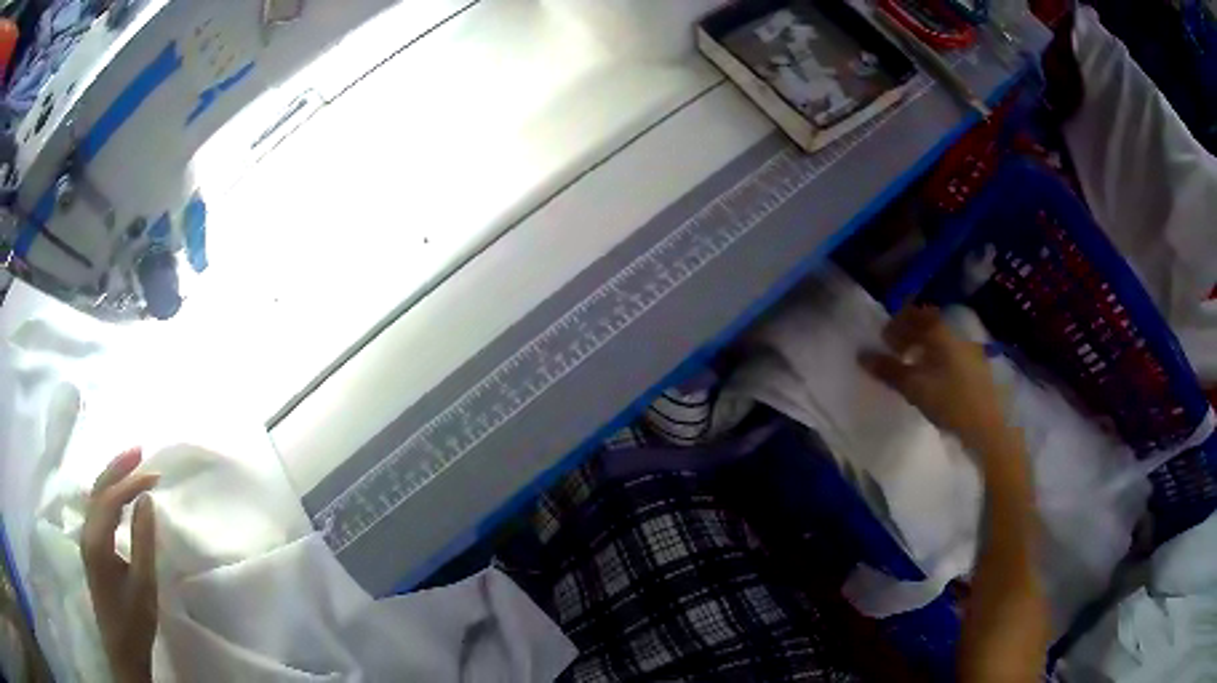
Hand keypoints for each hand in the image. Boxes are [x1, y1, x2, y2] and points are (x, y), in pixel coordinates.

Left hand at [82, 448, 158, 682]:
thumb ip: (143, 540)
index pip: (111, 498)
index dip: (131, 482)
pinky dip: (109, 494)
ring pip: (95, 496)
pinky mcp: (91, 547)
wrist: (122, 650)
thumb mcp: (144, 585)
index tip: (155, 475)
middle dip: (117, 467)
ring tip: (132, 465)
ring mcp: (86, 539)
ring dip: (112, 477)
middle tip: (140, 451)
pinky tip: (119, 494)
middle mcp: (86, 532)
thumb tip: (146, 499)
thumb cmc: (134, 621)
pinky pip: (97, 509)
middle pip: (98, 489)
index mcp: (97, 540)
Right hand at [860, 306, 1004, 450]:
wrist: (989, 428)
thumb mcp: (915, 388)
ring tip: (912, 368)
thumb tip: (862, 355)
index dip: (897, 323)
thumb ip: (889, 370)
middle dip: (909, 335)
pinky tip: (933, 380)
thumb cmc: (950, 403)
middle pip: (929, 326)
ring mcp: (970, 351)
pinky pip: (951, 354)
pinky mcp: (977, 369)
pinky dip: (937, 359)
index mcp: (941, 333)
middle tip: (894, 353)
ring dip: (923, 348)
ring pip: (941, 341)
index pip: (915, 314)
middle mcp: (957, 335)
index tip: (884, 339)